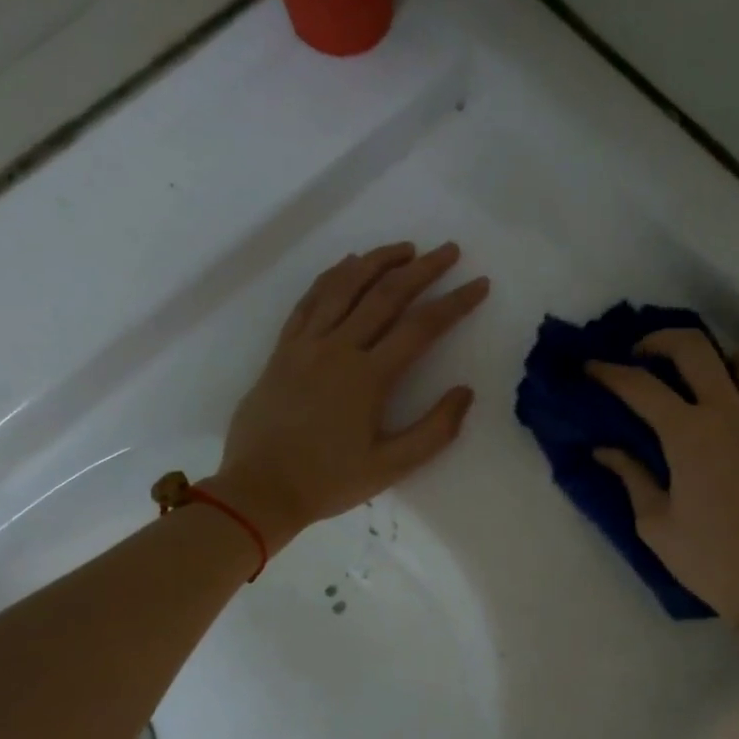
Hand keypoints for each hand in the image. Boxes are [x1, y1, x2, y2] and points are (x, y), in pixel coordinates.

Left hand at [207, 242, 489, 552]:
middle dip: (422, 269)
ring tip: (405, 248)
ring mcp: (305, 344)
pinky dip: (332, 276)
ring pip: (344, 287)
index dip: (455, 302)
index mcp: (368, 378)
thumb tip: (465, 392)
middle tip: (449, 250)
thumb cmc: (328, 482)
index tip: (479, 284)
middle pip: (385, 295)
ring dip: (378, 261)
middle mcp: (338, 349)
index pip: (421, 327)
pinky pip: (309, 300)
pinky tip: (348, 264)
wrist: (259, 490)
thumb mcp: (392, 467)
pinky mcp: (282, 349)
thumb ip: (435, 430)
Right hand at [589, 329, 738, 623]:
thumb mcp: (656, 525)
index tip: (590, 367)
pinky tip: (737, 408)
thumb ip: (630, 477)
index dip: (608, 372)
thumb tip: (605, 449)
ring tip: (701, 382)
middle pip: (693, 347)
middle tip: (641, 357)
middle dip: (658, 340)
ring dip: (717, 360)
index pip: (640, 386)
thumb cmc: (712, 560)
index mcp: (689, 434)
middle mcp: (730, 411)